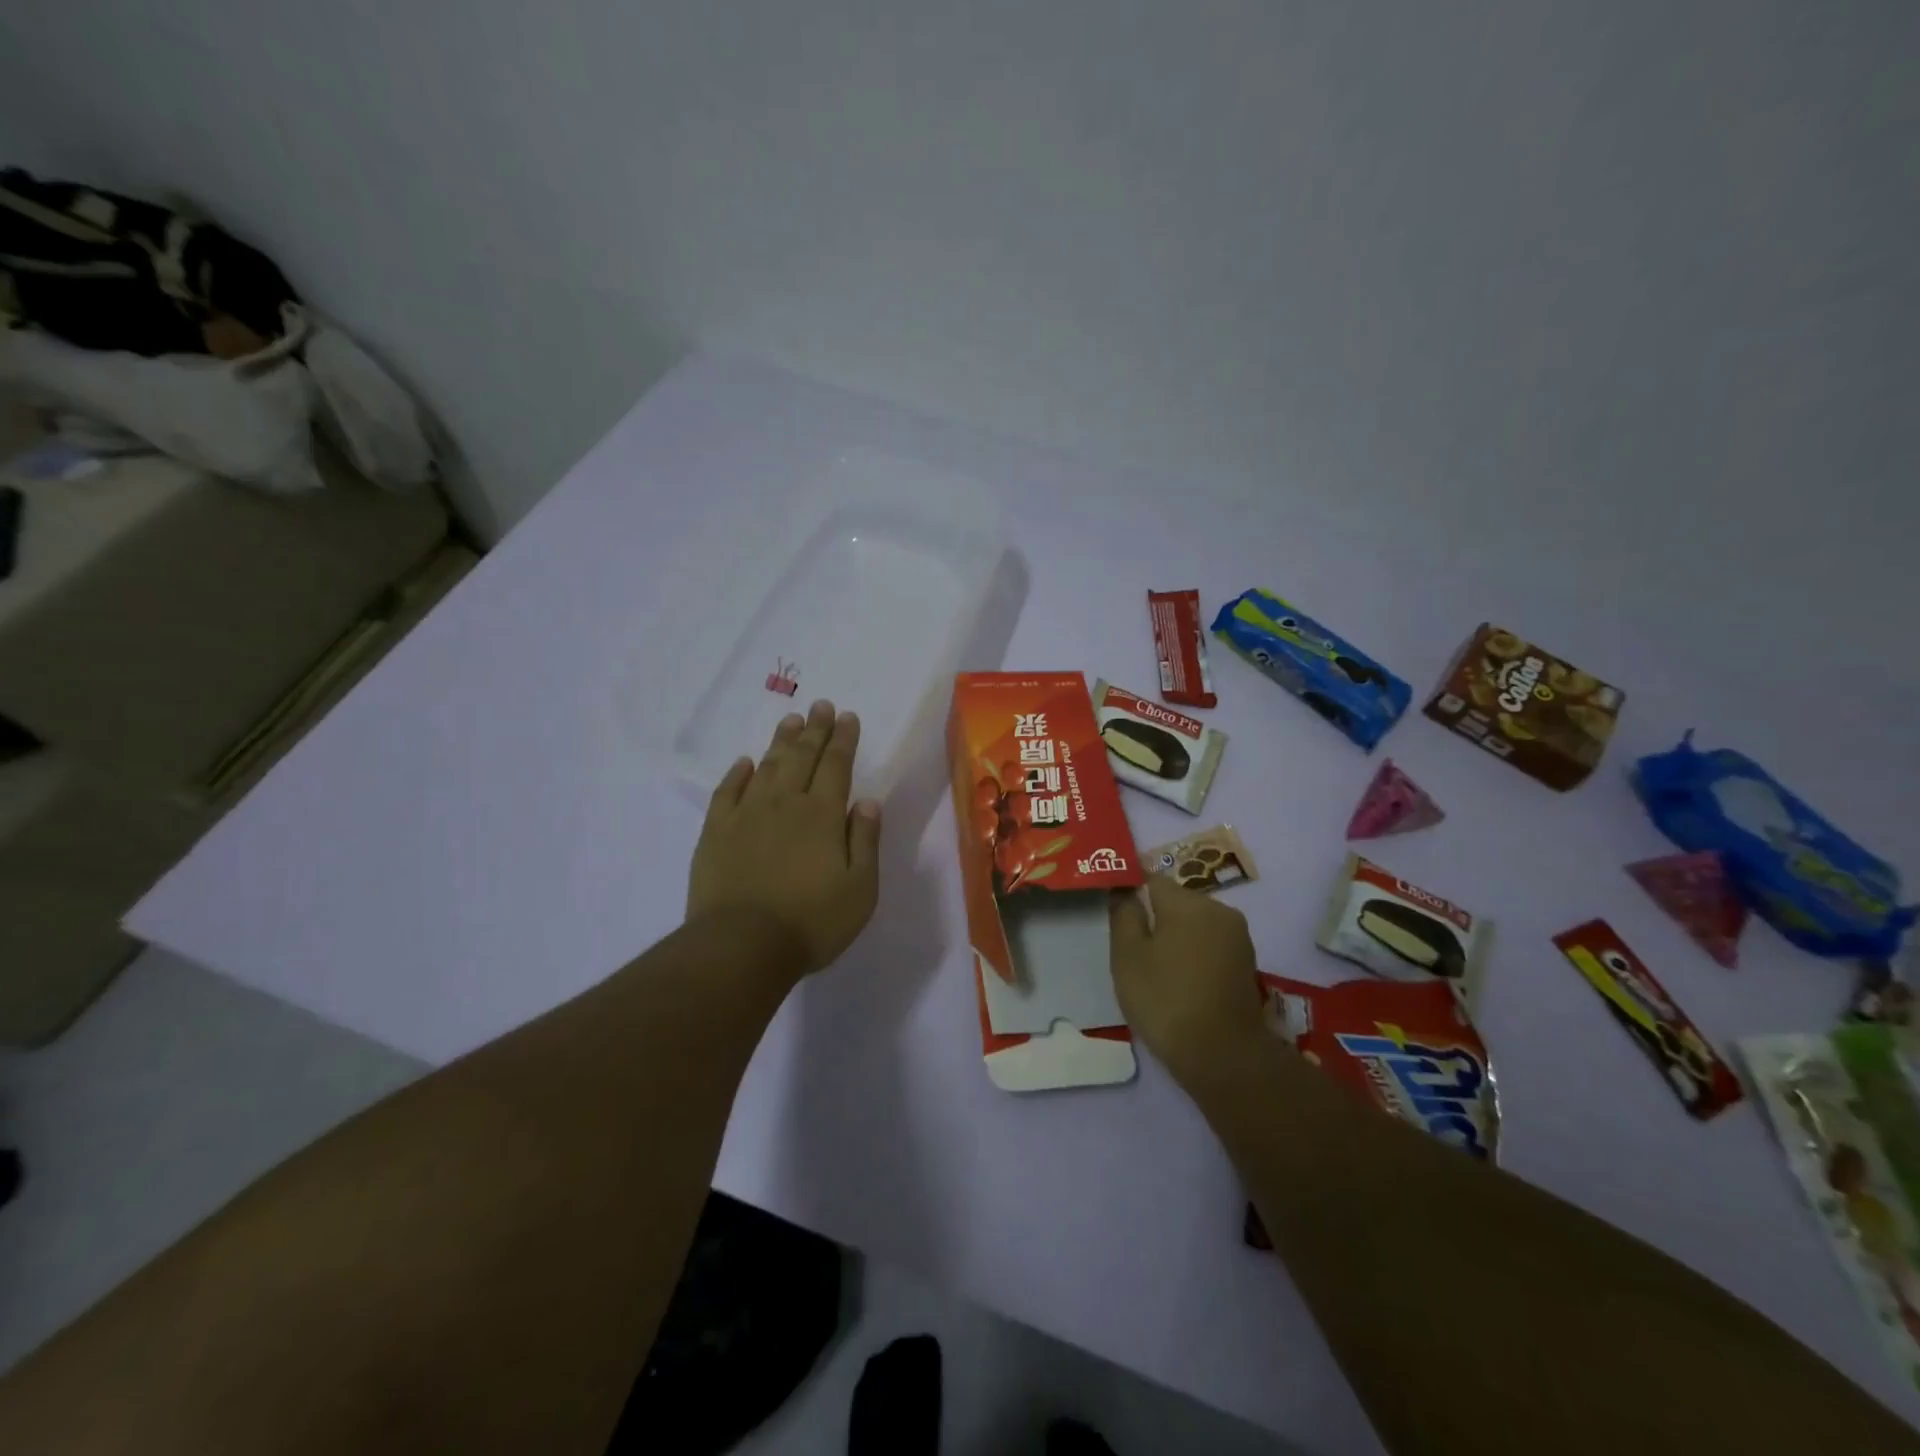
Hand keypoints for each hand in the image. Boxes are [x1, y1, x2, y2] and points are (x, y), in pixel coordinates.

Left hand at [687, 699, 882, 980]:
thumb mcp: (860, 889)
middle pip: (802, 757)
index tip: (848, 716)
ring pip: (767, 766)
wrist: (741, 945)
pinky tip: (745, 762)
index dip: (843, 739)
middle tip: (821, 705)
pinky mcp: (715, 832)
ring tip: (791, 720)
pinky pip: (727, 791)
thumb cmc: (811, 922)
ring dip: (781, 741)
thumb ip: (865, 841)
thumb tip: (868, 801)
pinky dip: (738, 773)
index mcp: (823, 815)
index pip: (837, 765)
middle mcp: (785, 804)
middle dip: (815, 729)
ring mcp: (746, 815)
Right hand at [1110, 876, 1266, 1090]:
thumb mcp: (1128, 955)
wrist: (1223, 1057)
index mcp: (1188, 902)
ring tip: (1153, 966)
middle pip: (1176, 900)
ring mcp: (1238, 937)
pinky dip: (1193, 953)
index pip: (1151, 879)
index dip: (1130, 889)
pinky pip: (1210, 944)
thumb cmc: (1165, 999)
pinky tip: (1179, 979)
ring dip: (1175, 936)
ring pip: (1195, 923)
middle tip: (1129, 945)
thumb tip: (1124, 889)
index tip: (1114, 908)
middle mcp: (1219, 910)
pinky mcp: (1246, 963)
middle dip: (1154, 915)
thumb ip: (1124, 914)